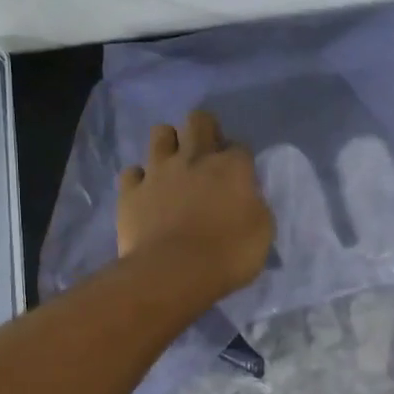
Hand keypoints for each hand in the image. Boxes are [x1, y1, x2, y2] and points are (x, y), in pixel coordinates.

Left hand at [117, 110, 273, 300]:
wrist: (174, 273)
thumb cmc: (228, 254)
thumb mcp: (263, 232)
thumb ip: (256, 205)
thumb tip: (248, 198)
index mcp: (231, 166)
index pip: (239, 146)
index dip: (239, 159)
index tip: (239, 177)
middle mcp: (194, 158)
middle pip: (198, 120)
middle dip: (204, 130)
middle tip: (207, 154)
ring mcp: (158, 171)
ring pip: (160, 133)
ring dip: (169, 144)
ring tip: (174, 165)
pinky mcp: (131, 191)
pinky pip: (132, 172)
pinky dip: (139, 179)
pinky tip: (146, 193)